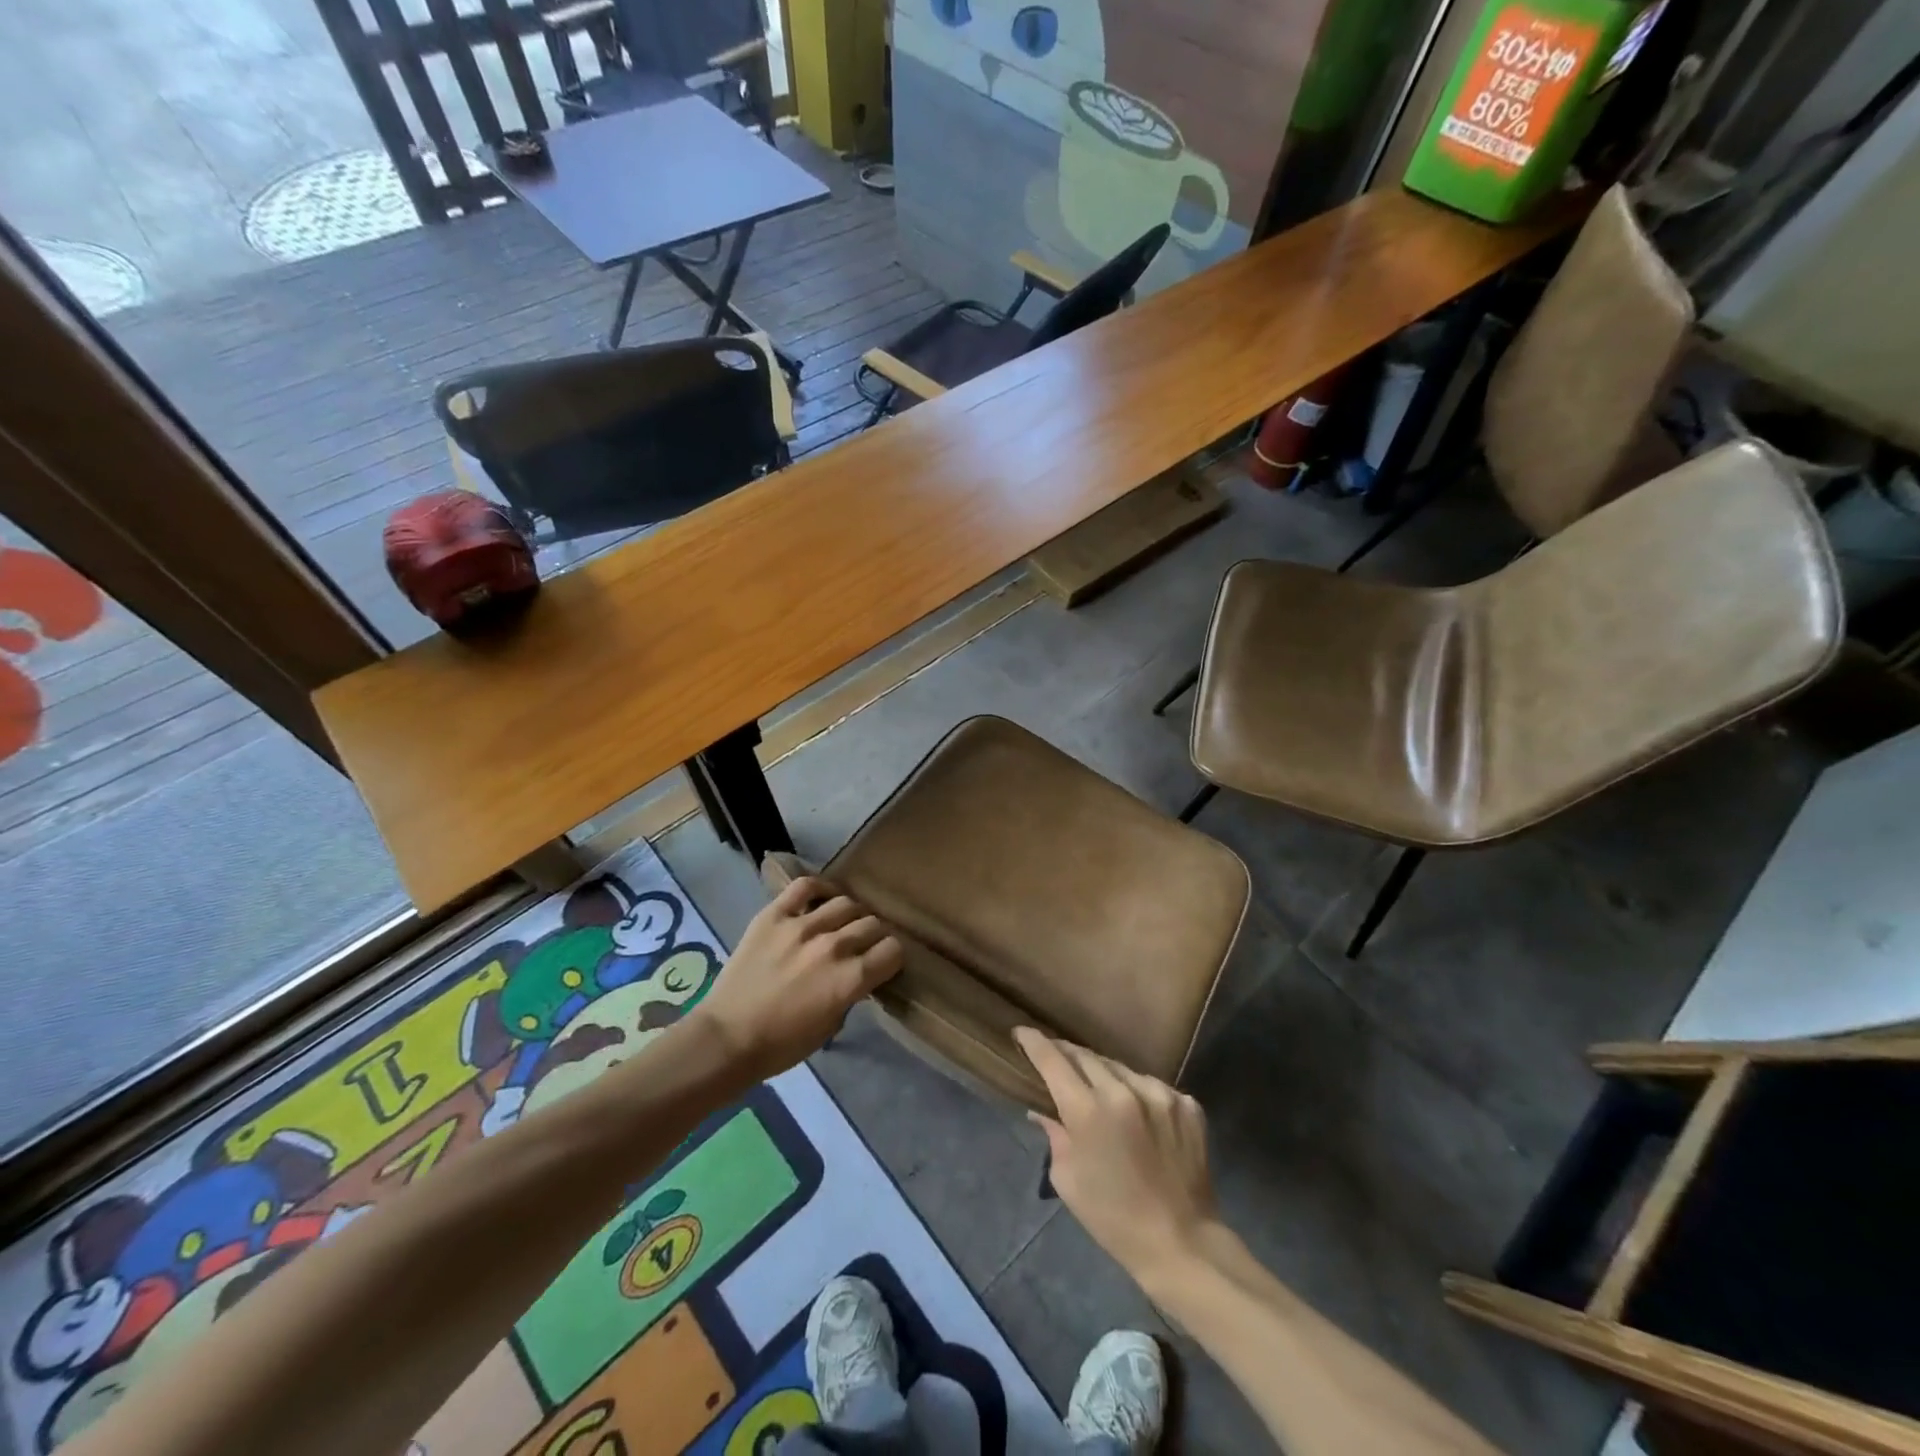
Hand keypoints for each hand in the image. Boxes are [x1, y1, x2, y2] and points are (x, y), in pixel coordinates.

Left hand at [691, 876, 902, 1080]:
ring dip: (851, 915)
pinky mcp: (774, 915)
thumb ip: (850, 994)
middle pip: (872, 924)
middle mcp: (832, 946)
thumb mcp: (830, 1027)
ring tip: (842, 924)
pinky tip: (823, 899)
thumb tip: (858, 974)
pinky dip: (820, 889)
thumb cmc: (780, 1045)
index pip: (892, 950)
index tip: (884, 962)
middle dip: (874, 935)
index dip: (892, 956)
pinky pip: (805, 886)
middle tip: (863, 945)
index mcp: (849, 979)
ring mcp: (801, 926)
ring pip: (846, 903)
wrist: (727, 1038)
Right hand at [1016, 1028, 1221, 1293]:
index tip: (1022, 1031)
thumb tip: (1042, 1110)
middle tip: (1055, 1059)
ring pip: (1120, 1068)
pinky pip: (1151, 1086)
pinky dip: (1137, 1093)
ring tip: (1097, 1090)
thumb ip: (1054, 1134)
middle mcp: (1124, 1091)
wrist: (1182, 1242)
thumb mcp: (1068, 1180)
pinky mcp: (1187, 1104)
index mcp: (1088, 1110)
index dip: (1034, 1042)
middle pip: (1085, 1057)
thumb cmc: (1114, 1218)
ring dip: (1103, 1074)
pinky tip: (1137, 1115)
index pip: (1052, 1060)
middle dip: (1066, 1055)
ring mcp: (1160, 1094)